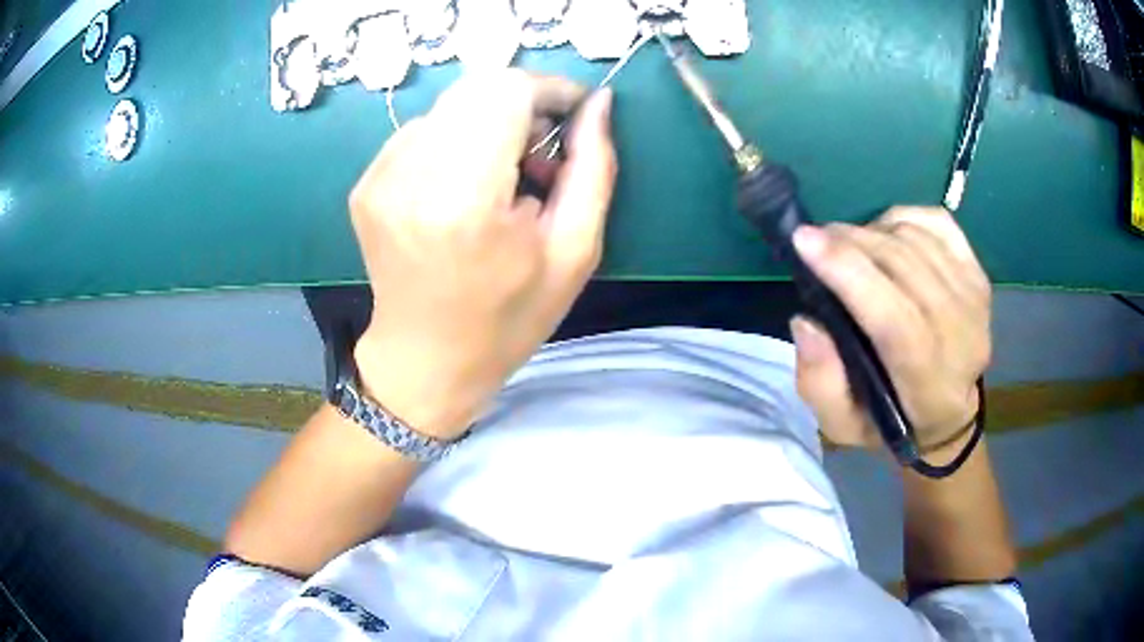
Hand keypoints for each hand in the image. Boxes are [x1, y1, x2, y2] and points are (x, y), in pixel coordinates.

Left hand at [348, 71, 616, 440]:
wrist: (424, 361)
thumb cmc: (506, 320)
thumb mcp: (573, 253)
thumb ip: (593, 168)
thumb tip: (599, 105)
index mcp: (464, 199)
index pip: (506, 91)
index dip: (549, 89)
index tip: (575, 113)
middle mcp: (410, 176)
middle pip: (477, 89)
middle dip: (522, 104)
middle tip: (540, 153)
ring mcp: (379, 177)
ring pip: (451, 106)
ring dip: (489, 125)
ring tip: (504, 179)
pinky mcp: (366, 183)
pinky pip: (423, 132)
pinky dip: (456, 142)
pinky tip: (466, 188)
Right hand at [789, 207, 991, 454]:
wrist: (949, 412)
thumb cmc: (890, 420)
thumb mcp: (842, 425)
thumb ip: (820, 383)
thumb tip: (807, 321)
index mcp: (928, 384)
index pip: (896, 320)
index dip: (851, 274)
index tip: (805, 241)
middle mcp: (962, 337)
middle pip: (906, 268)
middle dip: (851, 241)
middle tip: (816, 238)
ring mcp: (974, 299)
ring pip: (916, 240)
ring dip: (871, 231)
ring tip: (847, 245)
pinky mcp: (977, 272)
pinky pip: (936, 222)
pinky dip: (901, 219)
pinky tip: (885, 236)